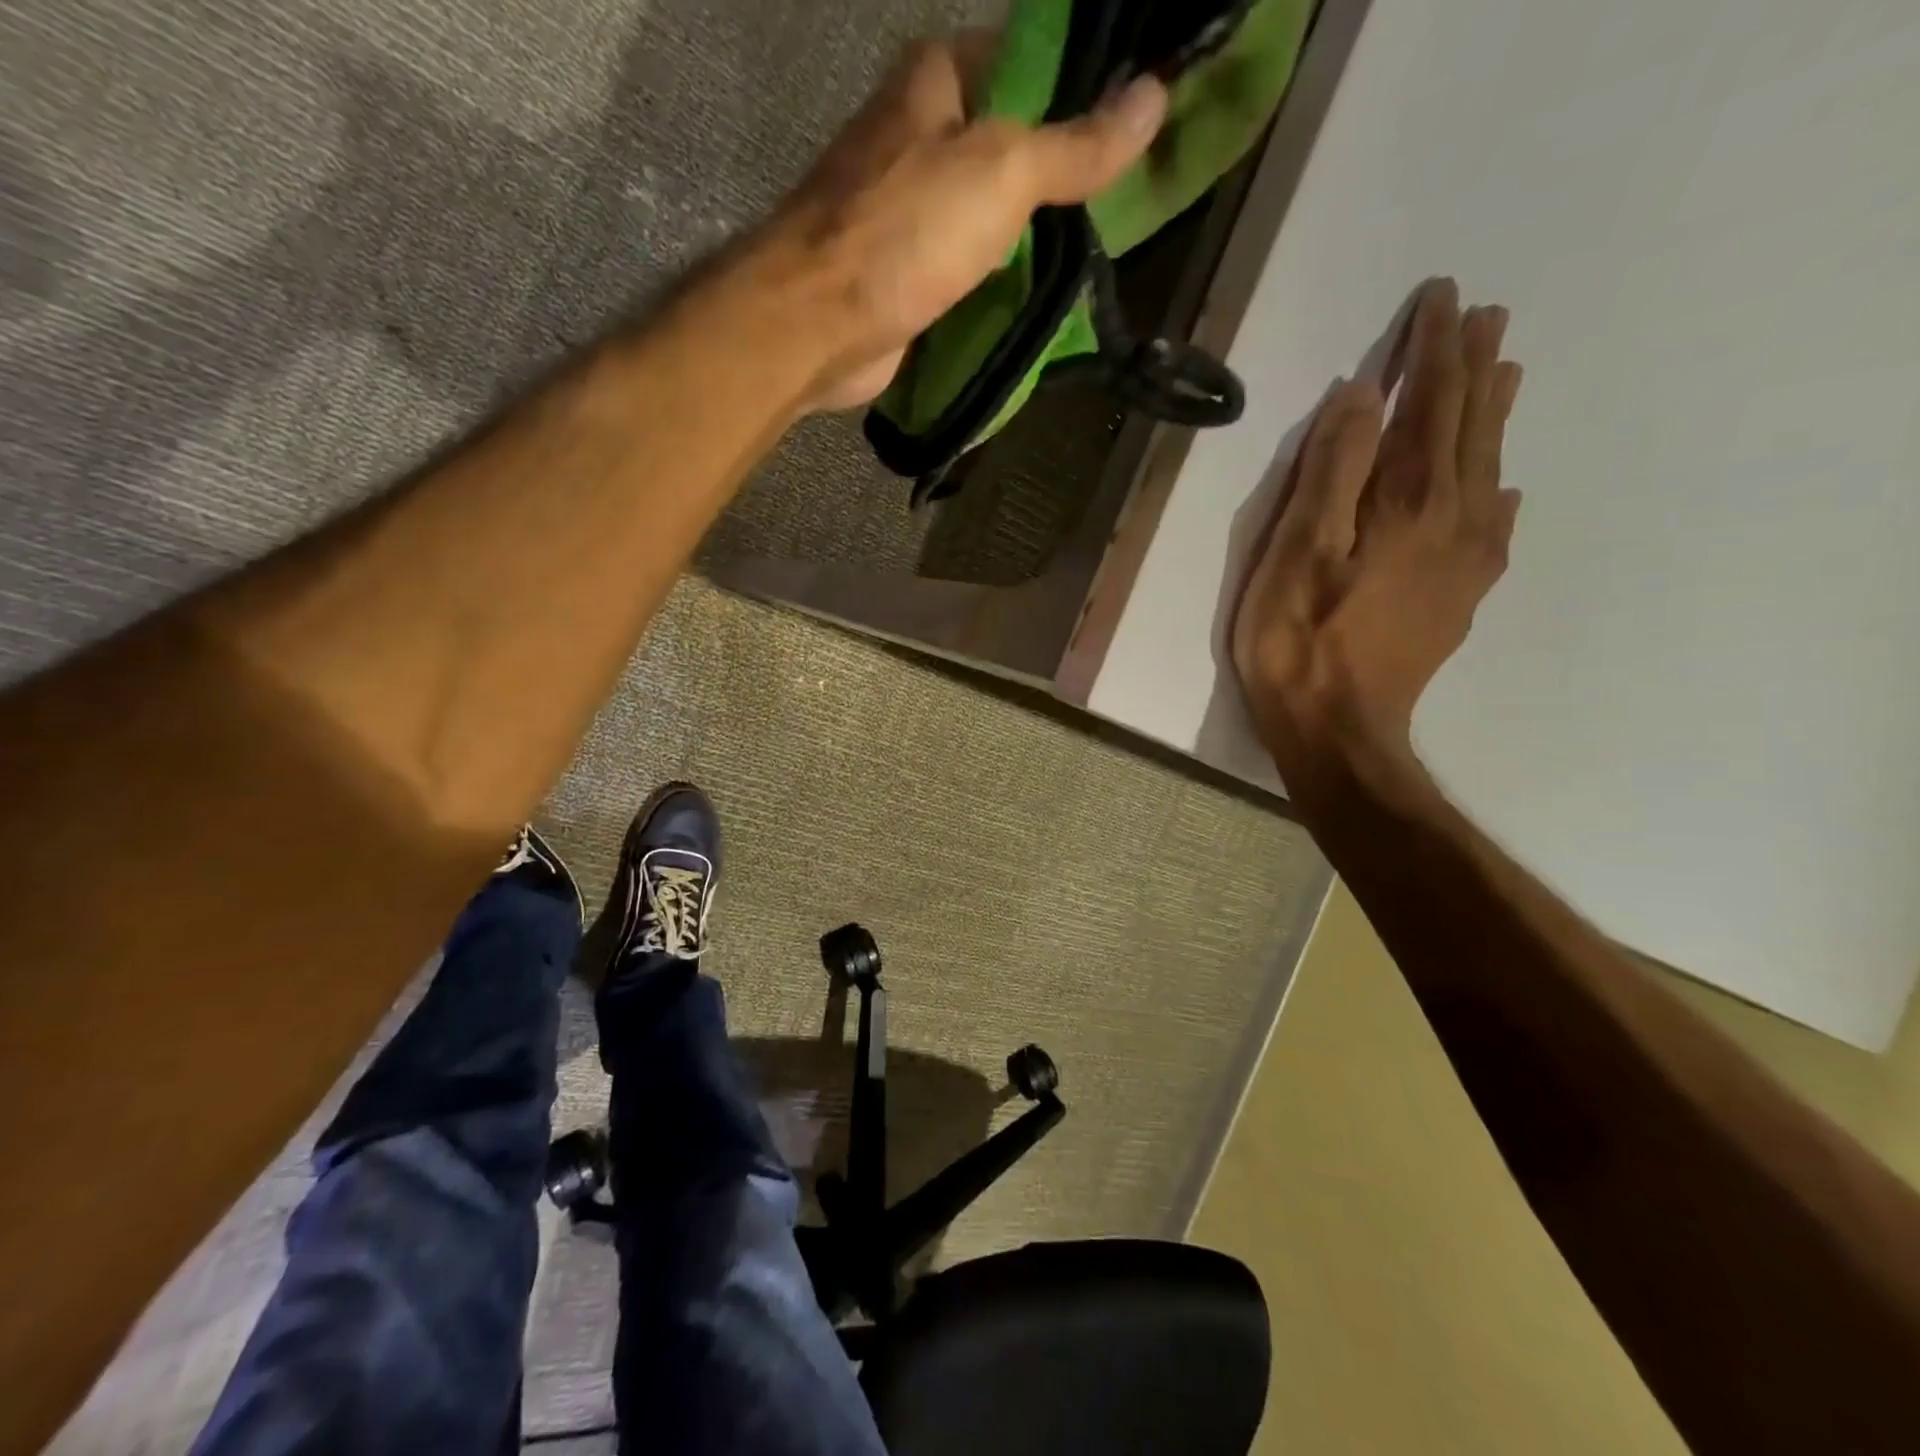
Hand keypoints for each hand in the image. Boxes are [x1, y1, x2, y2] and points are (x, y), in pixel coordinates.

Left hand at [759, 36, 1167, 410]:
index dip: (1079, 86)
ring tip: (1093, 255)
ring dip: (1031, 237)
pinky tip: (1039, 297)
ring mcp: (906, 213)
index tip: (1130, 124)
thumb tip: (1154, 97)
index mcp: (934, 81)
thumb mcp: (1002, 172)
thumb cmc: (903, 232)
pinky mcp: (903, 275)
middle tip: (1122, 204)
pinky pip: (966, 269)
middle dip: (1060, 175)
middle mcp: (916, 137)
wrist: (817, 325)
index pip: (1025, 59)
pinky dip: (998, 282)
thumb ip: (1074, 144)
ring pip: (986, 214)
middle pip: (1007, 143)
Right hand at [1230, 279, 1523, 778]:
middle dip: (1474, 369)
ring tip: (1505, 374)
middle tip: (1487, 316)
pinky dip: (1499, 492)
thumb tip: (1361, 396)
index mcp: (1408, 502)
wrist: (1340, 732)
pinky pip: (1494, 527)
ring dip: (1493, 418)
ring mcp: (1464, 563)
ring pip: (1488, 471)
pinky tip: (1504, 487)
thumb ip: (1330, 474)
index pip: (1428, 404)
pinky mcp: (1459, 599)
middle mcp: (1453, 520)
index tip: (1441, 296)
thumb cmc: (1298, 643)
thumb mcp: (1296, 554)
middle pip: (1469, 429)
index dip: (1433, 349)